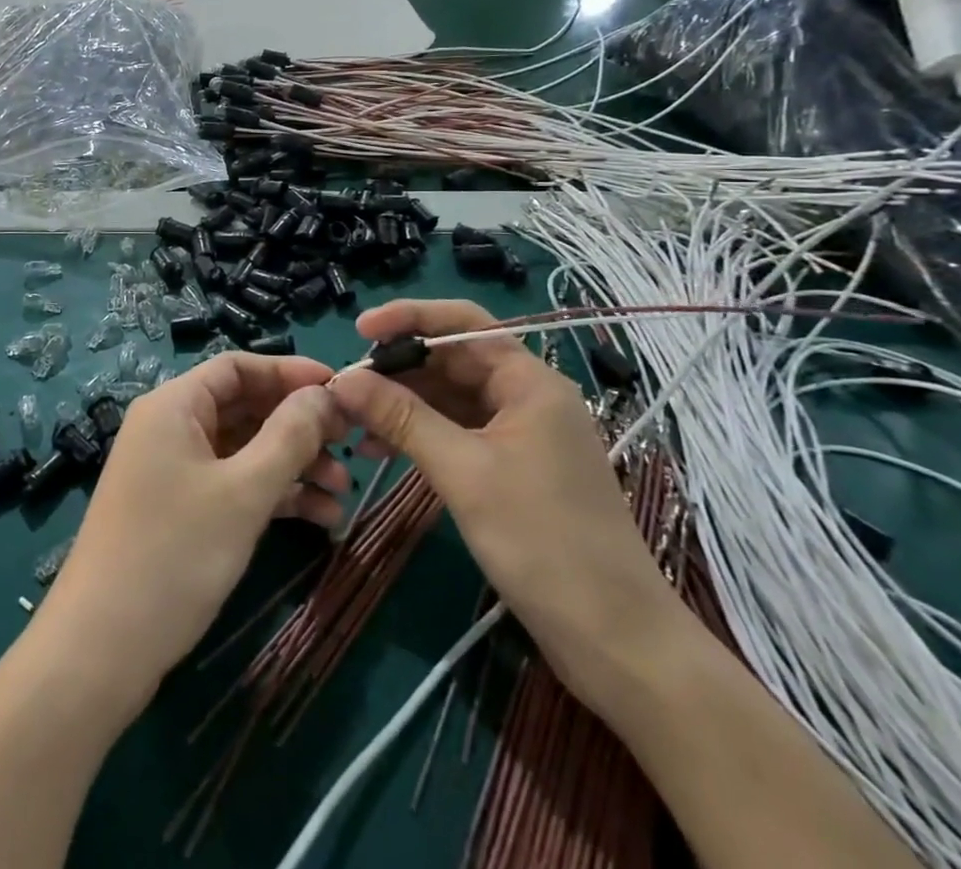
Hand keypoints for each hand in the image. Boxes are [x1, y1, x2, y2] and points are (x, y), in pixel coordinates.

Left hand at [39, 353, 349, 701]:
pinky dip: (273, 495)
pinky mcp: (179, 511)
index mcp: (175, 405)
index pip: (238, 367)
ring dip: (293, 465)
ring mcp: (174, 471)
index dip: (290, 373)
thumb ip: (289, 436)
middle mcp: (171, 427)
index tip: (340, 388)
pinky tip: (320, 518)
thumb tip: (325, 394)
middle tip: (351, 444)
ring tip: (344, 491)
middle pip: (244, 407)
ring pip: (244, 450)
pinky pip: (233, 485)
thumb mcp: (243, 492)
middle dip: (299, 426)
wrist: (101, 649)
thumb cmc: (174, 554)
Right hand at [328, 299, 685, 712]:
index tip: (359, 330)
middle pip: (453, 361)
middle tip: (345, 387)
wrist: (617, 642)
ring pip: (450, 400)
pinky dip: (420, 437)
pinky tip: (379, 452)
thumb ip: (402, 418)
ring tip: (352, 422)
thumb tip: (343, 379)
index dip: (409, 318)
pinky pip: (457, 434)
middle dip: (398, 369)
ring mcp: (521, 436)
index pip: (463, 324)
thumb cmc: (544, 542)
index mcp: (529, 382)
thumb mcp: (464, 472)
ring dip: (403, 405)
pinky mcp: (513, 470)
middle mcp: (527, 397)